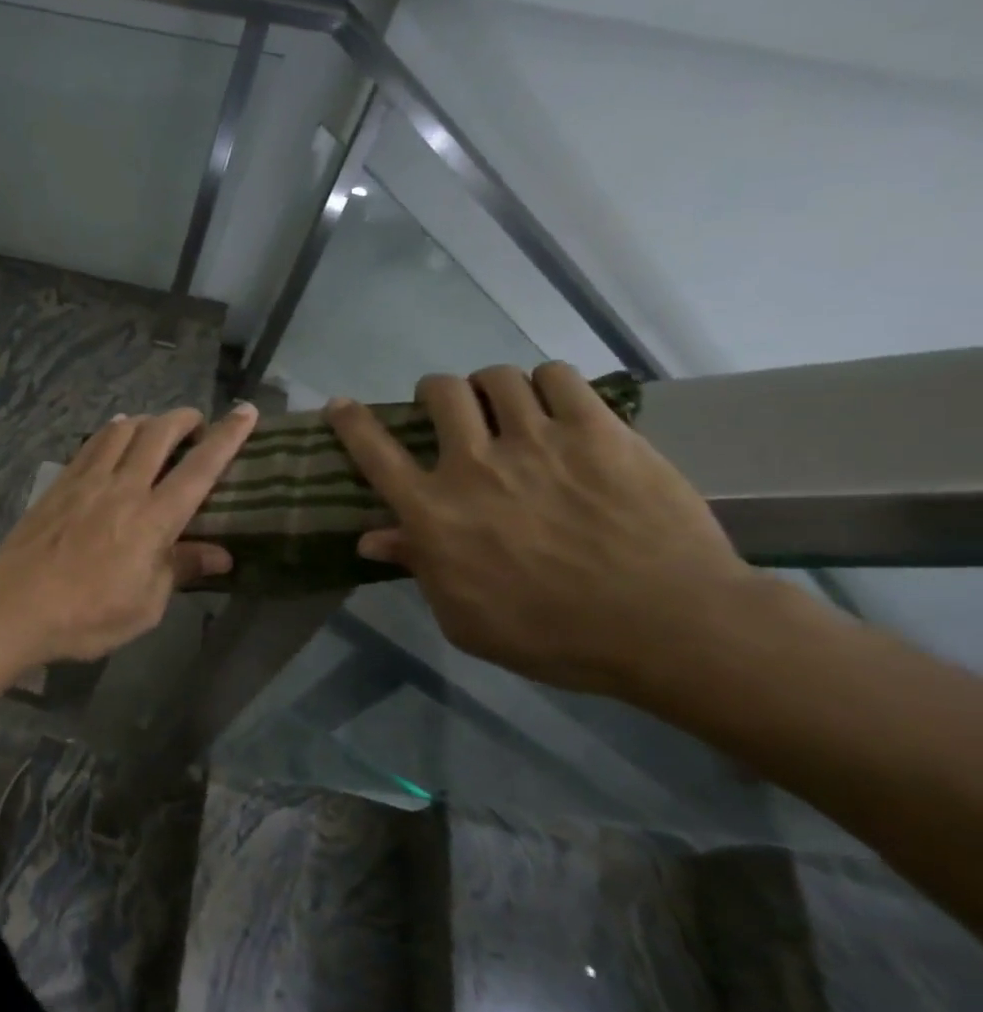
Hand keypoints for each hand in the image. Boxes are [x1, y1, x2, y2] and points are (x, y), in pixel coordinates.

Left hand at [0, 403, 259, 663]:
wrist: (15, 605)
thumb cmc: (86, 616)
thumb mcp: (144, 606)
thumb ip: (180, 570)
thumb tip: (221, 554)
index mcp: (153, 520)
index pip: (200, 469)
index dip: (227, 437)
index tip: (245, 411)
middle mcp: (123, 488)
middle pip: (159, 434)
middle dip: (185, 419)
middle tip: (197, 424)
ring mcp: (87, 480)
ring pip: (123, 430)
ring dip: (148, 420)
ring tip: (157, 429)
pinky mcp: (60, 482)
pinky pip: (92, 443)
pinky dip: (112, 430)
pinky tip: (115, 433)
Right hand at [328, 363, 755, 695]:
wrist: (670, 628)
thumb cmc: (554, 635)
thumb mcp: (465, 618)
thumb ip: (418, 569)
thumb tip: (371, 539)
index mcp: (435, 512)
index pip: (374, 452)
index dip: (350, 422)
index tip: (340, 405)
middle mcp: (474, 465)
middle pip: (439, 393)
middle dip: (436, 393)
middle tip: (451, 410)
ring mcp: (538, 441)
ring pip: (497, 377)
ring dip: (492, 387)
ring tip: (508, 405)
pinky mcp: (598, 431)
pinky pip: (558, 377)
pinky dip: (548, 382)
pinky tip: (556, 403)